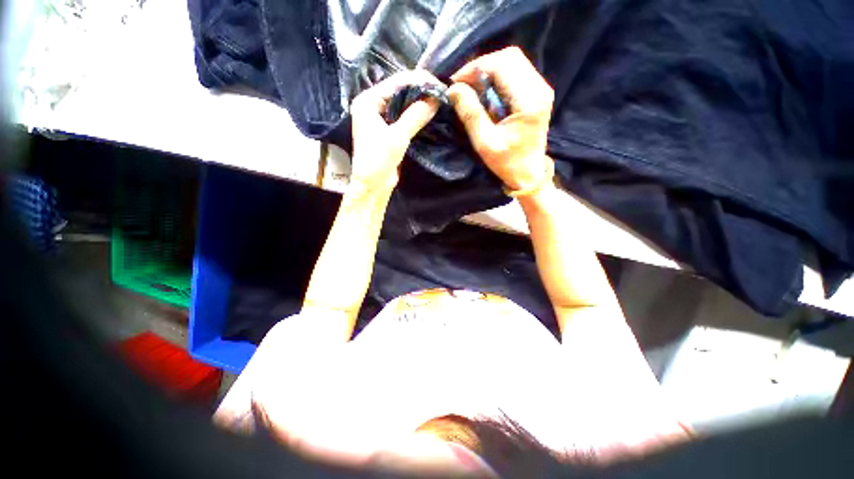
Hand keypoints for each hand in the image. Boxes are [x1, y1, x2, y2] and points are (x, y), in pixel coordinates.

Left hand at [349, 70, 440, 192]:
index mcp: (368, 101)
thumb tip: (436, 98)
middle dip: (420, 90)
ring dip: (419, 102)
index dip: (419, 81)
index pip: (396, 82)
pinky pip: (403, 116)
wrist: (372, 186)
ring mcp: (380, 117)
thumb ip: (415, 116)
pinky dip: (416, 114)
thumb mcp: (397, 137)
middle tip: (442, 92)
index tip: (439, 84)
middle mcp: (372, 105)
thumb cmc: (378, 160)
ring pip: (402, 103)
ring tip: (439, 100)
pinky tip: (429, 113)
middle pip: (399, 90)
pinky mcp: (387, 130)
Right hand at [447, 47, 553, 190]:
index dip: (476, 68)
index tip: (456, 82)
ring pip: (513, 62)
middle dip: (481, 66)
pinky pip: (515, 73)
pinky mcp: (537, 93)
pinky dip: (496, 78)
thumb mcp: (485, 143)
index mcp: (529, 100)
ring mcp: (541, 89)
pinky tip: (485, 92)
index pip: (502, 65)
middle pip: (510, 57)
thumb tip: (453, 89)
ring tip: (471, 88)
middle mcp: (539, 88)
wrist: (528, 174)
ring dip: (488, 71)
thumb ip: (470, 114)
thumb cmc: (507, 163)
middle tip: (462, 84)